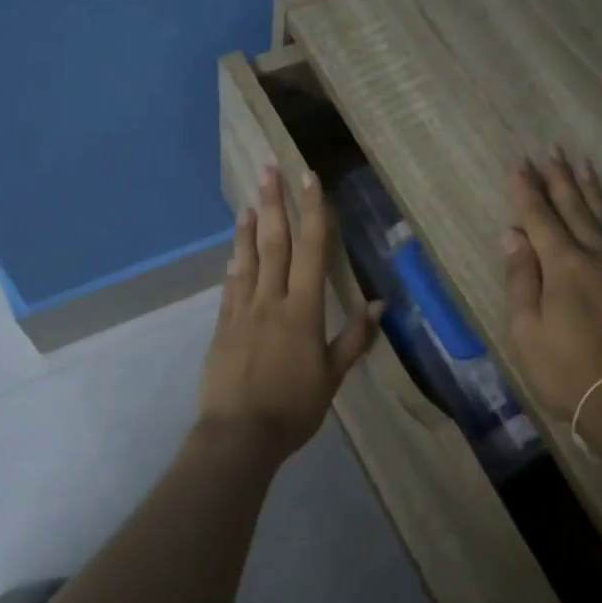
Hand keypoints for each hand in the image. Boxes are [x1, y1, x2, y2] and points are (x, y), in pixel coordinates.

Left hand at [198, 165, 380, 461]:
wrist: (238, 434)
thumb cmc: (293, 408)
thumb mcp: (331, 377)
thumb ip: (353, 339)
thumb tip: (378, 305)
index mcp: (302, 310)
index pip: (311, 250)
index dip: (312, 212)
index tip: (309, 178)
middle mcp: (271, 301)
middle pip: (274, 243)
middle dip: (273, 203)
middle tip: (269, 168)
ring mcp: (242, 312)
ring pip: (247, 259)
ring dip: (247, 227)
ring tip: (247, 201)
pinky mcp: (223, 327)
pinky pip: (230, 287)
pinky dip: (234, 264)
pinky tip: (233, 252)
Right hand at [502, 152, 601, 425]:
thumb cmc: (567, 373)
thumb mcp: (527, 332)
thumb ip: (521, 279)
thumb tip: (513, 235)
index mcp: (564, 267)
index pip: (541, 219)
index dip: (528, 193)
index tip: (520, 166)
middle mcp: (600, 257)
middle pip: (576, 210)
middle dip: (560, 180)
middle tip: (550, 152)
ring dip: (592, 190)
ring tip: (581, 164)